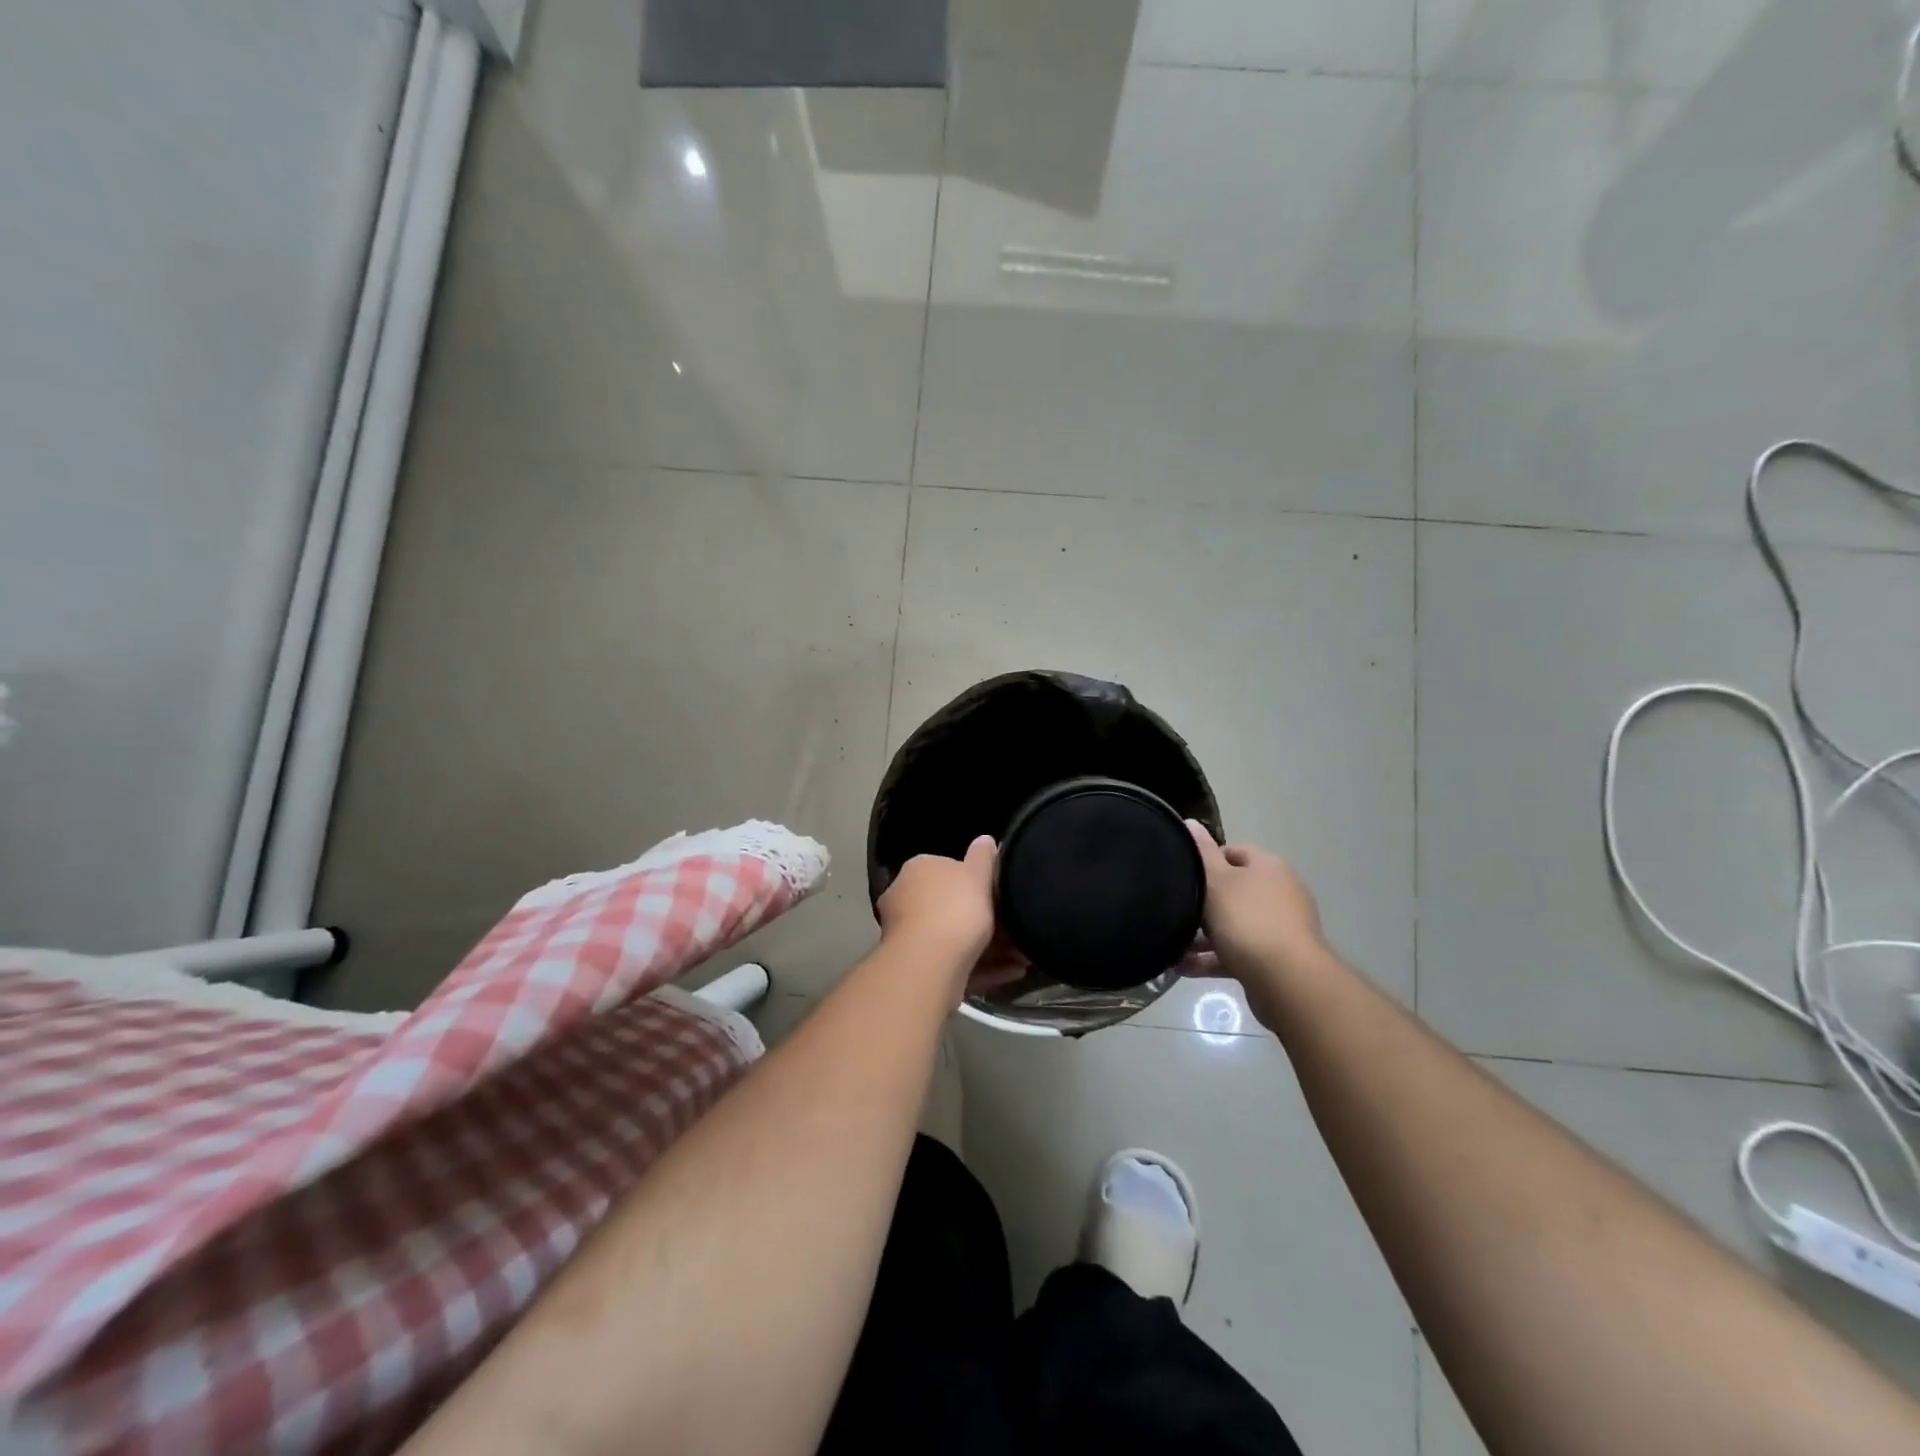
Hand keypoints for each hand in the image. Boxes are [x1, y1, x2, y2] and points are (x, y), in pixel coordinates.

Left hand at [878, 837, 1026, 1003]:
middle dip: (981, 918)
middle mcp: (904, 899)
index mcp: (917, 870)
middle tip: (1013, 927)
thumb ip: (982, 857)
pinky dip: (984, 968)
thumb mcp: (977, 875)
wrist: (929, 963)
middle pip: (948, 905)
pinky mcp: (918, 967)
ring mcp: (908, 936)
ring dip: (990, 947)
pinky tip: (1013, 972)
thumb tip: (985, 838)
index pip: (945, 868)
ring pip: (954, 938)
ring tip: (1023, 956)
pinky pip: (956, 963)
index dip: (973, 881)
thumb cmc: (954, 909)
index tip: (998, 894)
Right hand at [1186, 821, 1326, 983]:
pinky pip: (1239, 952)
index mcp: (1268, 867)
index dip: (1205, 862)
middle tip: (1175, 910)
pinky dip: (1214, 958)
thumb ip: (1201, 852)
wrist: (1287, 980)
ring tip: (1173, 945)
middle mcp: (1280, 892)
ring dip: (1204, 936)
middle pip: (1234, 890)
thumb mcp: (1216, 880)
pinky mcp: (1278, 959)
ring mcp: (1282, 927)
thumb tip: (1191, 823)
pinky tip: (1184, 967)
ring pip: (1234, 925)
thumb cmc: (1247, 920)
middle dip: (1203, 903)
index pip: (1232, 852)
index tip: (1182, 876)